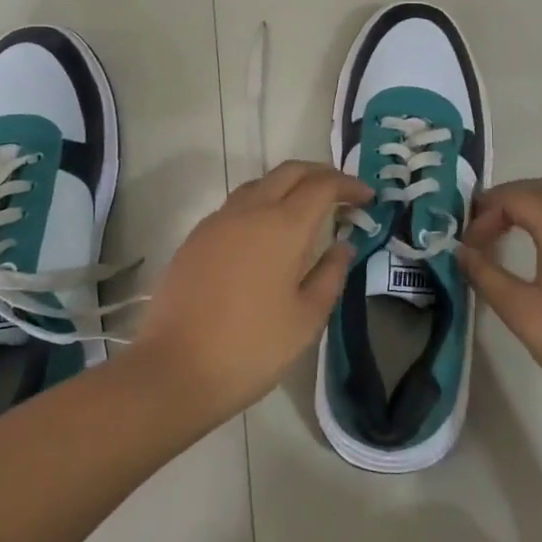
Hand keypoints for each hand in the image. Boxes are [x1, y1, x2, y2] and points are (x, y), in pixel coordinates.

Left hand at [129, 161, 371, 423]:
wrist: (174, 369)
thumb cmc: (251, 348)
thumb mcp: (306, 319)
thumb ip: (330, 274)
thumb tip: (343, 245)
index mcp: (282, 226)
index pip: (322, 186)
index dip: (348, 185)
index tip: (367, 198)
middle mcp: (249, 210)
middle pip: (289, 171)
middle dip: (320, 174)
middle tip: (342, 194)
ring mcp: (218, 221)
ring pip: (260, 183)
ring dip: (288, 185)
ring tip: (307, 209)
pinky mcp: (196, 237)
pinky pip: (236, 204)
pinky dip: (262, 202)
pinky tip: (267, 232)